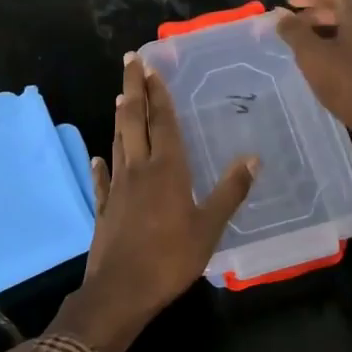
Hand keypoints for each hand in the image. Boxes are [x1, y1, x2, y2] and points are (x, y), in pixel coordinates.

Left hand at [51, 53, 256, 351]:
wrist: (121, 291)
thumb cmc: (170, 258)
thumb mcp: (210, 227)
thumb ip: (230, 192)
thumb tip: (252, 158)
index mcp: (167, 170)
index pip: (162, 122)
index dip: (157, 94)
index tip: (150, 66)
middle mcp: (139, 170)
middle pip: (133, 121)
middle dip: (132, 89)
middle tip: (129, 61)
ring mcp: (117, 189)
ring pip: (118, 143)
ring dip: (120, 118)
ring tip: (121, 97)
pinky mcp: (103, 209)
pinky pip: (102, 179)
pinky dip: (101, 164)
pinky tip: (99, 157)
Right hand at [275, 0, 351, 167]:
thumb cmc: (348, 83)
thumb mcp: (312, 55)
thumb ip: (295, 32)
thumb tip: (281, 16)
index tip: (289, 1)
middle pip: (344, 10)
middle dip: (316, 14)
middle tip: (293, 25)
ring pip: (351, 32)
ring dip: (326, 33)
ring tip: (304, 47)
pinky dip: (337, 50)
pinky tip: (324, 68)